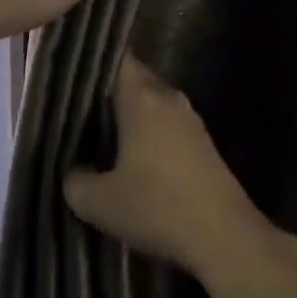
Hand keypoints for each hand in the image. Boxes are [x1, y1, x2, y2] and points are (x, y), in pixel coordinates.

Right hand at [63, 57, 275, 281]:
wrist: (226, 238)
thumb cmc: (157, 208)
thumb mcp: (98, 203)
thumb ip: (74, 181)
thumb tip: (74, 172)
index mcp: (142, 99)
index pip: (117, 59)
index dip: (94, 62)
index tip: (71, 74)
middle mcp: (168, 99)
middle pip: (135, 80)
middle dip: (108, 92)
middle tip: (78, 110)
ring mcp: (191, 121)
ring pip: (152, 104)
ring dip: (130, 116)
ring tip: (100, 136)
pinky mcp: (204, 145)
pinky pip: (167, 125)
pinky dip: (148, 134)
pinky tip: (132, 160)